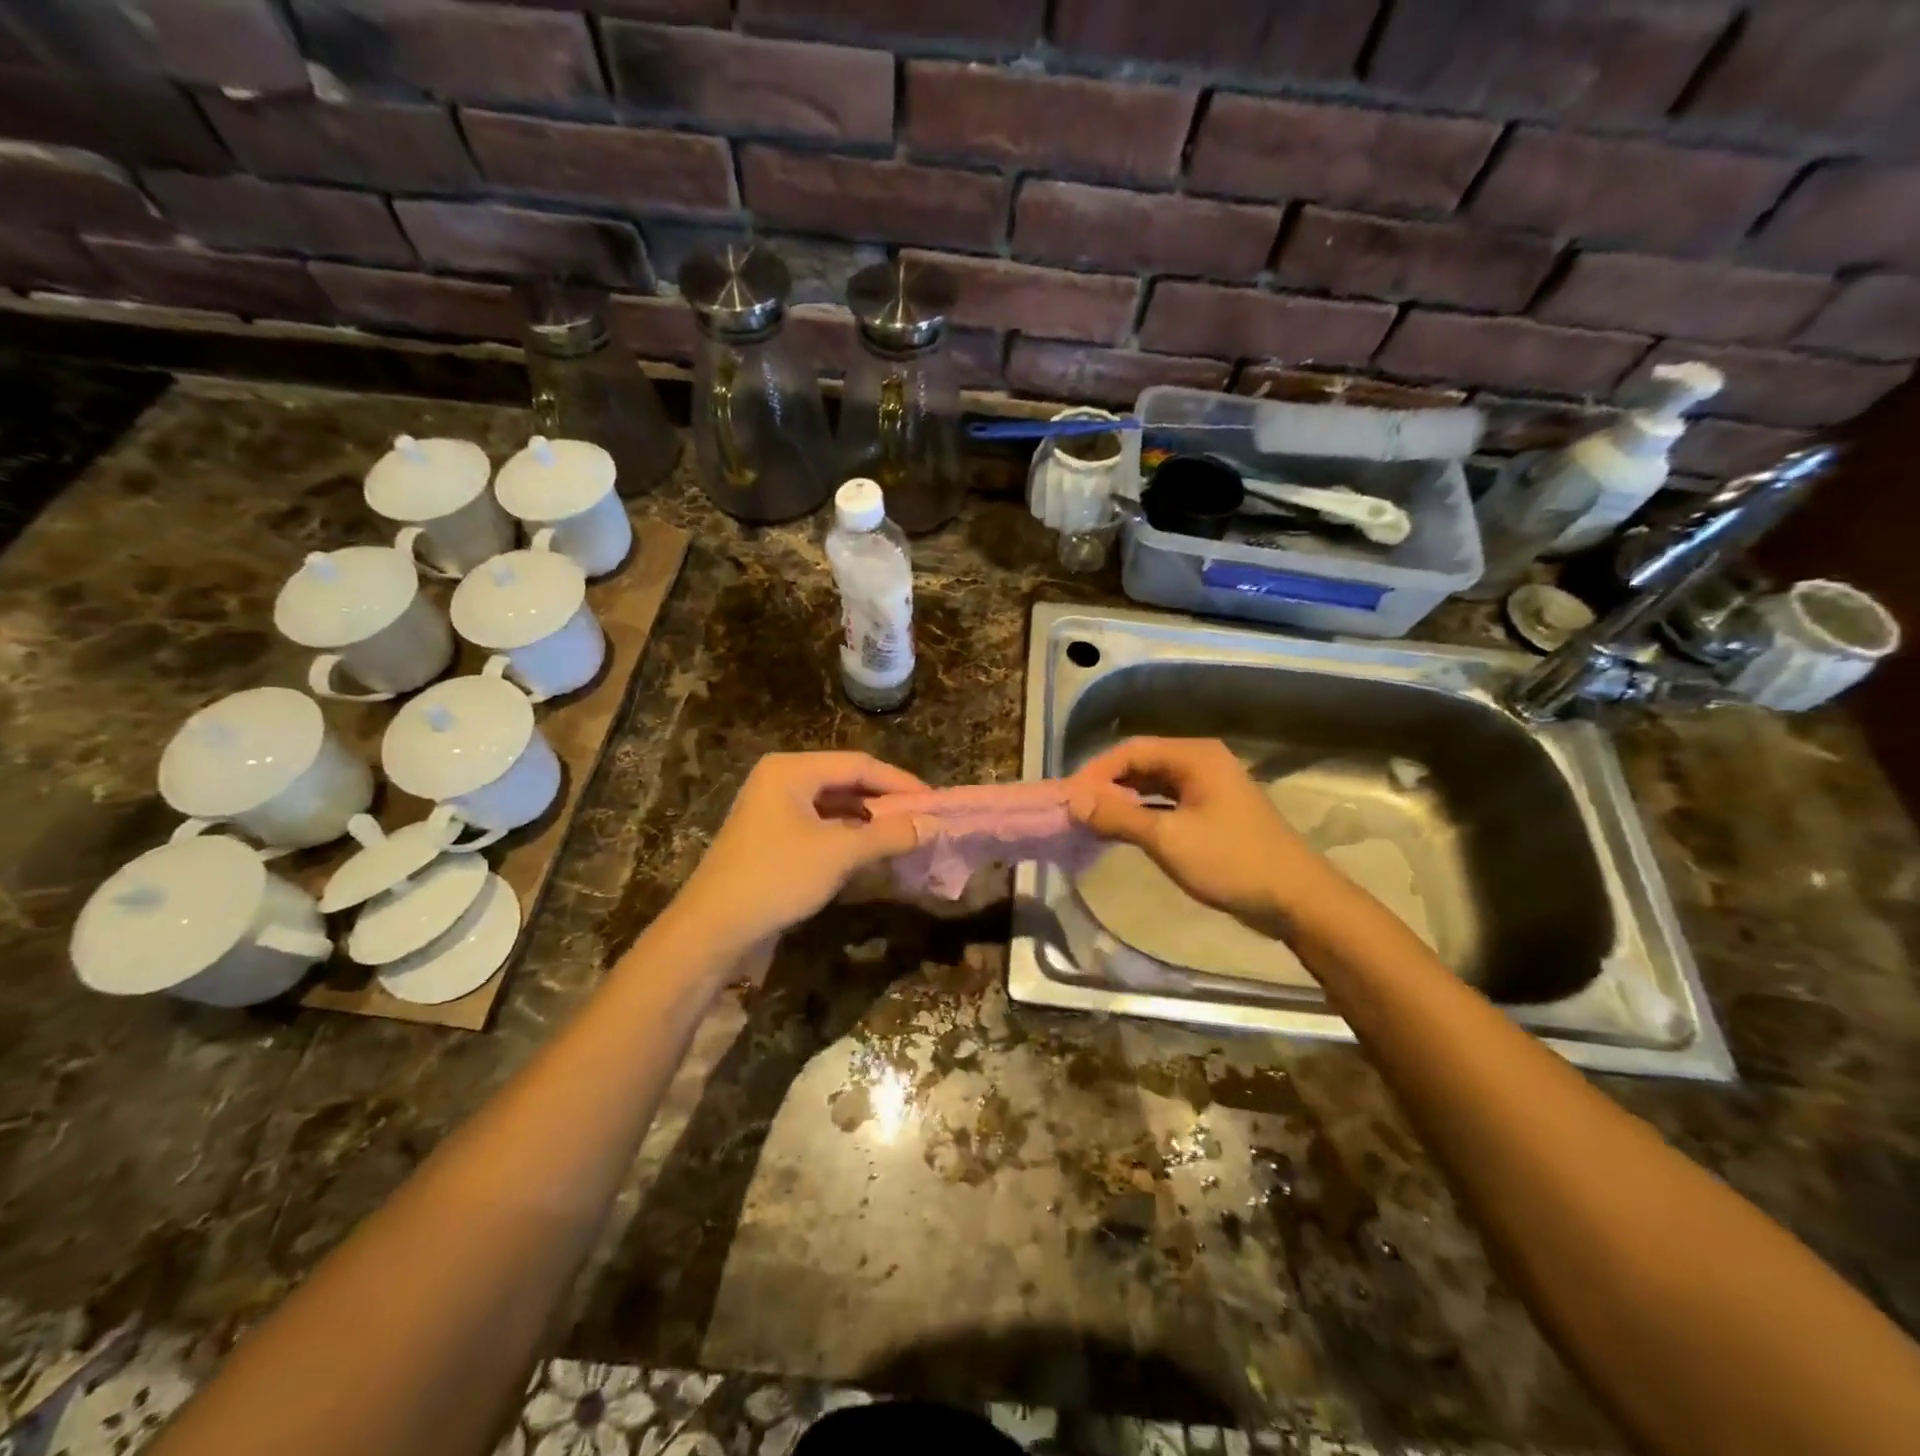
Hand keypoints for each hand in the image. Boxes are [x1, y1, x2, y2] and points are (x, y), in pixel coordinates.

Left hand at [671, 751, 925, 950]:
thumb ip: (888, 834)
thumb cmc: (776, 877)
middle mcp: (781, 779)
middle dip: (886, 800)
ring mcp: (773, 808)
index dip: (900, 782)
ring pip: (834, 804)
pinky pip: (820, 824)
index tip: (934, 802)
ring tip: (904, 834)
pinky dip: (848, 834)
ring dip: (868, 819)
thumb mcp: (838, 853)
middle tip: (923, 818)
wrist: (713, 928)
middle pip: (846, 780)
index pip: (858, 764)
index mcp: (791, 769)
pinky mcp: (771, 835)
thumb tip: (930, 825)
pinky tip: (870, 850)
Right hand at [1068, 736, 1330, 931]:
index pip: (1131, 750)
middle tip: (1077, 810)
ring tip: (1093, 821)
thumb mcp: (1168, 839)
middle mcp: (1202, 762)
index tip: (1069, 798)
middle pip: (1142, 763)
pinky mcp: (1214, 811)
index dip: (1096, 771)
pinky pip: (1168, 802)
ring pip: (1154, 784)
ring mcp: (1210, 787)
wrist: (1297, 899)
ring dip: (1124, 800)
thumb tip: (1074, 800)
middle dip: (1107, 785)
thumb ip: (1118, 816)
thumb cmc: (1231, 862)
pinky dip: (1144, 813)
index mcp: (1194, 756)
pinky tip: (1124, 831)